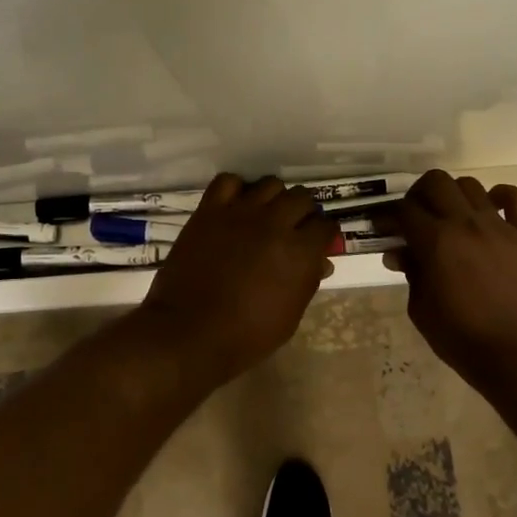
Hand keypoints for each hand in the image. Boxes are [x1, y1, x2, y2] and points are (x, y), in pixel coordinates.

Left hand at [140, 174, 337, 386]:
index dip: (324, 234)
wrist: (190, 332)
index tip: (318, 242)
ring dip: (274, 198)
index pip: (326, 225)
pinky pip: (228, 181)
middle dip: (303, 212)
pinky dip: (235, 189)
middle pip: (302, 197)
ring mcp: (241, 212)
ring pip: (270, 184)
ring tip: (265, 215)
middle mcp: (275, 223)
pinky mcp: (210, 210)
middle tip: (293, 229)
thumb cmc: (246, 335)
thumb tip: (320, 262)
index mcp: (300, 252)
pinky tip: (235, 206)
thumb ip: (308, 281)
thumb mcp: (290, 316)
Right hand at [387, 171, 516, 390]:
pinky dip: (503, 196)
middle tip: (414, 218)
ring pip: (471, 185)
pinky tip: (492, 210)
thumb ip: (411, 274)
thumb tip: (399, 253)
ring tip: (449, 217)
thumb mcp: (422, 311)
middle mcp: (466, 223)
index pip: (403, 210)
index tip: (382, 228)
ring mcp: (500, 227)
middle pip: (436, 182)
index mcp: (436, 241)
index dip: (387, 216)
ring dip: (453, 195)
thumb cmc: (465, 340)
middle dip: (418, 195)